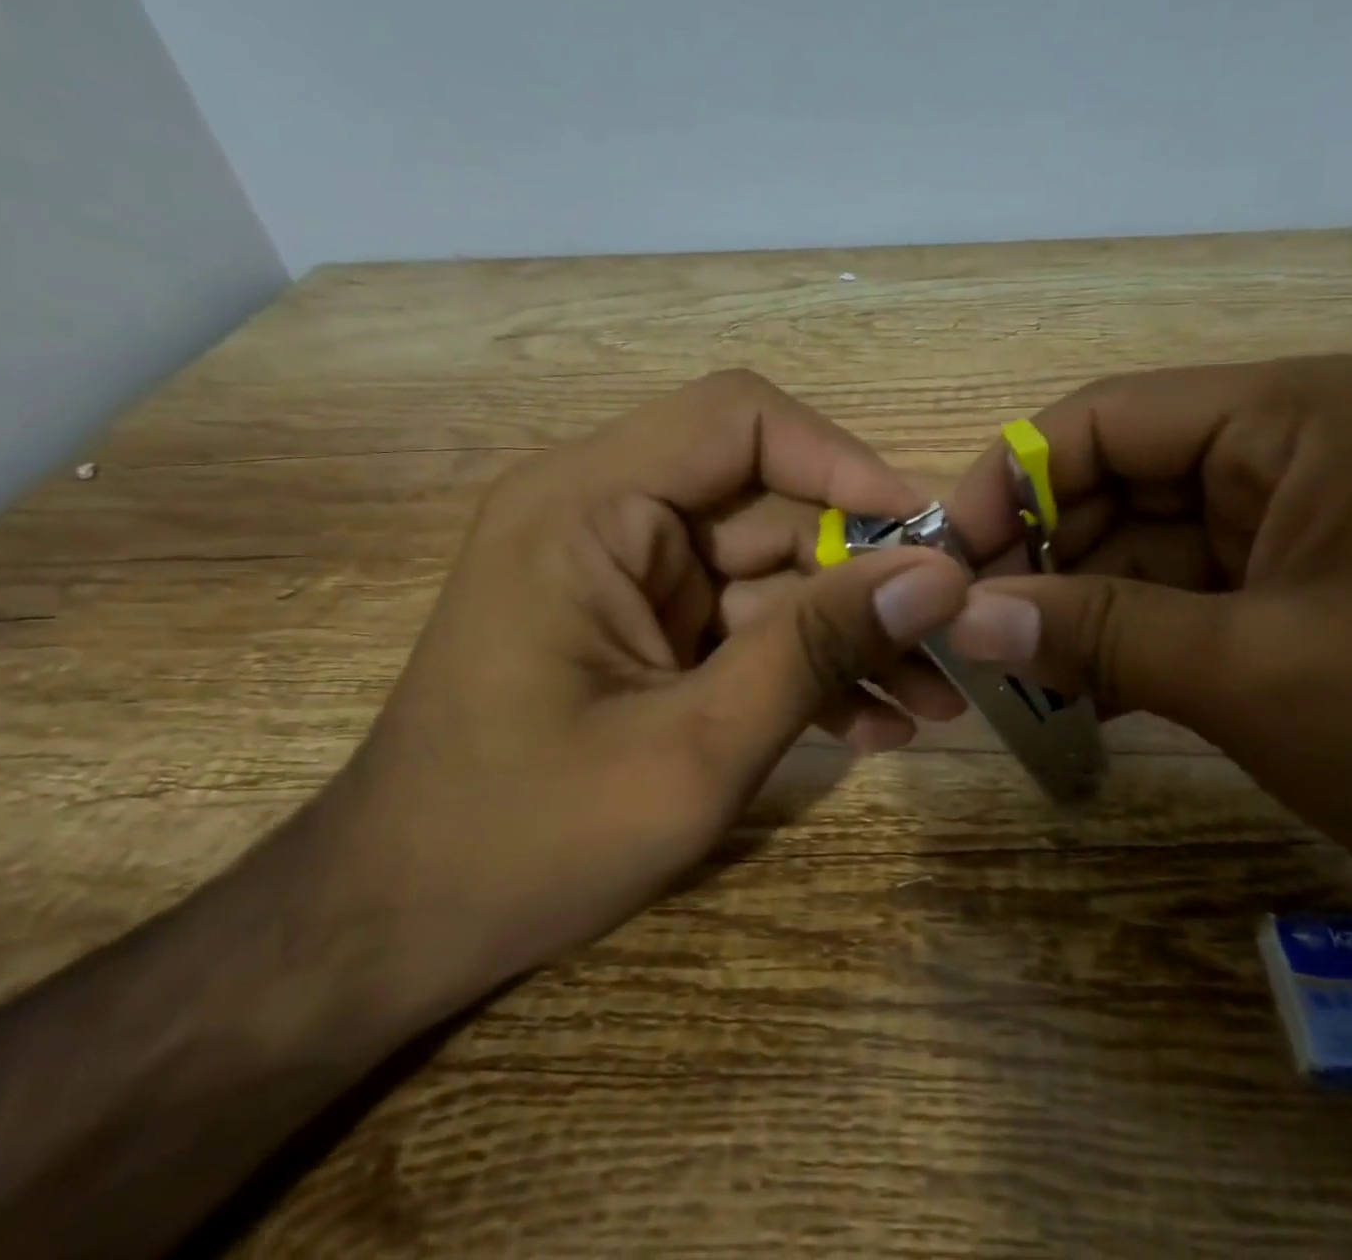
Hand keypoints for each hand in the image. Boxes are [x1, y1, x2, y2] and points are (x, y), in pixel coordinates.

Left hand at [317, 370, 970, 1009]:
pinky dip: (808, 666)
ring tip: (934, 700)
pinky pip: (748, 623)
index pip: (739, 420)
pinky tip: (875, 725)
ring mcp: (631, 576)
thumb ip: (816, 651)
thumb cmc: (525, 841)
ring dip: (851, 633)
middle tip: (954, 639)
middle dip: (867, 574)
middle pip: (772, 504)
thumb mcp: (695, 749)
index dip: (844, 461)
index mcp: (588, 506)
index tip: (928, 537)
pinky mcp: (648, 628)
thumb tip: (938, 580)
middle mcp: (607, 516)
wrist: (398, 930)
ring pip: (774, 572)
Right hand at [944, 357, 1351, 1031]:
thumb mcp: (1255, 675)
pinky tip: (1072, 693)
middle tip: (966, 632)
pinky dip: (1119, 639)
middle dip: (1037, 555)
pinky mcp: (1294, 592)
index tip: (948, 561)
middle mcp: (1283, 451)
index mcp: (1287, 419)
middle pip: (1113, 482)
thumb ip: (1094, 635)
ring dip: (1072, 607)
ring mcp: (1289, 524)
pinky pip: (1174, 597)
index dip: (1011, 482)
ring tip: (1007, 674)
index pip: (1103, 420)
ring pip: (1136, 547)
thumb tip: (960, 621)